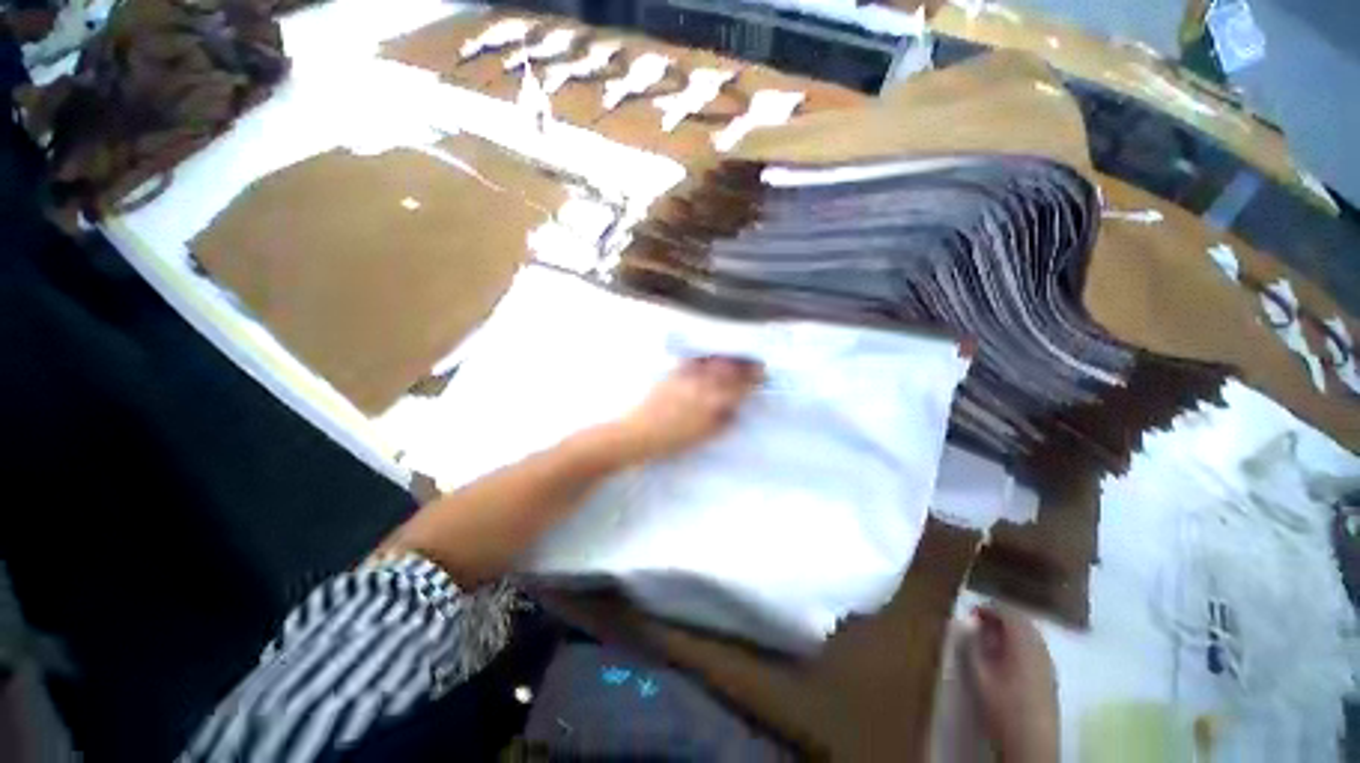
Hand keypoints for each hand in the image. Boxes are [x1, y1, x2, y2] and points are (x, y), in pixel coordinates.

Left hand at [611, 356, 762, 461]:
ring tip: (735, 357)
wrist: (639, 433)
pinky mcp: (673, 374)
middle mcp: (703, 385)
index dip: (753, 377)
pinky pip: (693, 361)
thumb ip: (723, 421)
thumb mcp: (704, 436)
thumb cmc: (673, 441)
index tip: (762, 371)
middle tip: (753, 361)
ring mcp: (687, 377)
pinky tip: (708, 359)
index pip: (739, 385)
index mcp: (713, 403)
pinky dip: (704, 358)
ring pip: (713, 362)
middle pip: (729, 369)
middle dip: (744, 363)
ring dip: (727, 358)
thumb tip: (734, 408)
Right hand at [967, 604, 1059, 762]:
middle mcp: (1041, 648)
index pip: (1008, 612)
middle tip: (977, 621)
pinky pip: (1034, 646)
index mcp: (1024, 643)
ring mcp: (1048, 662)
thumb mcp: (980, 675)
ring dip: (1009, 629)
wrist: (1032, 743)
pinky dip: (1018, 641)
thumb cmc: (1003, 706)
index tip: (969, 612)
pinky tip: (1005, 655)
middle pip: (1022, 620)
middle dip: (999, 616)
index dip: (988, 607)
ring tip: (988, 636)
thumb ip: (972, 645)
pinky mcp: (1049, 676)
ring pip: (1030, 633)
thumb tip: (965, 623)